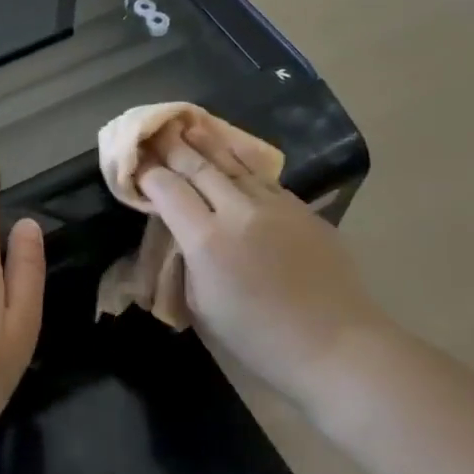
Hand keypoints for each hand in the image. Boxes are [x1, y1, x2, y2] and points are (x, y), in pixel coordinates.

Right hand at [137, 120, 386, 413]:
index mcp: (207, 241)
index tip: (136, 165)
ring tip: (189, 126)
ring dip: (206, 143)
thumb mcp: (203, 306)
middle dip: (172, 147)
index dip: (149, 174)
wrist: (338, 347)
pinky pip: (262, 178)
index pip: (168, 189)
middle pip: (198, 166)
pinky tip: (231, 156)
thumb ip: (186, 260)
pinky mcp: (301, 208)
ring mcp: (274, 205)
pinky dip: (239, 163)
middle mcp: (238, 211)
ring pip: (232, 163)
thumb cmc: (260, 339)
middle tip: (155, 131)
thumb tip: (180, 231)